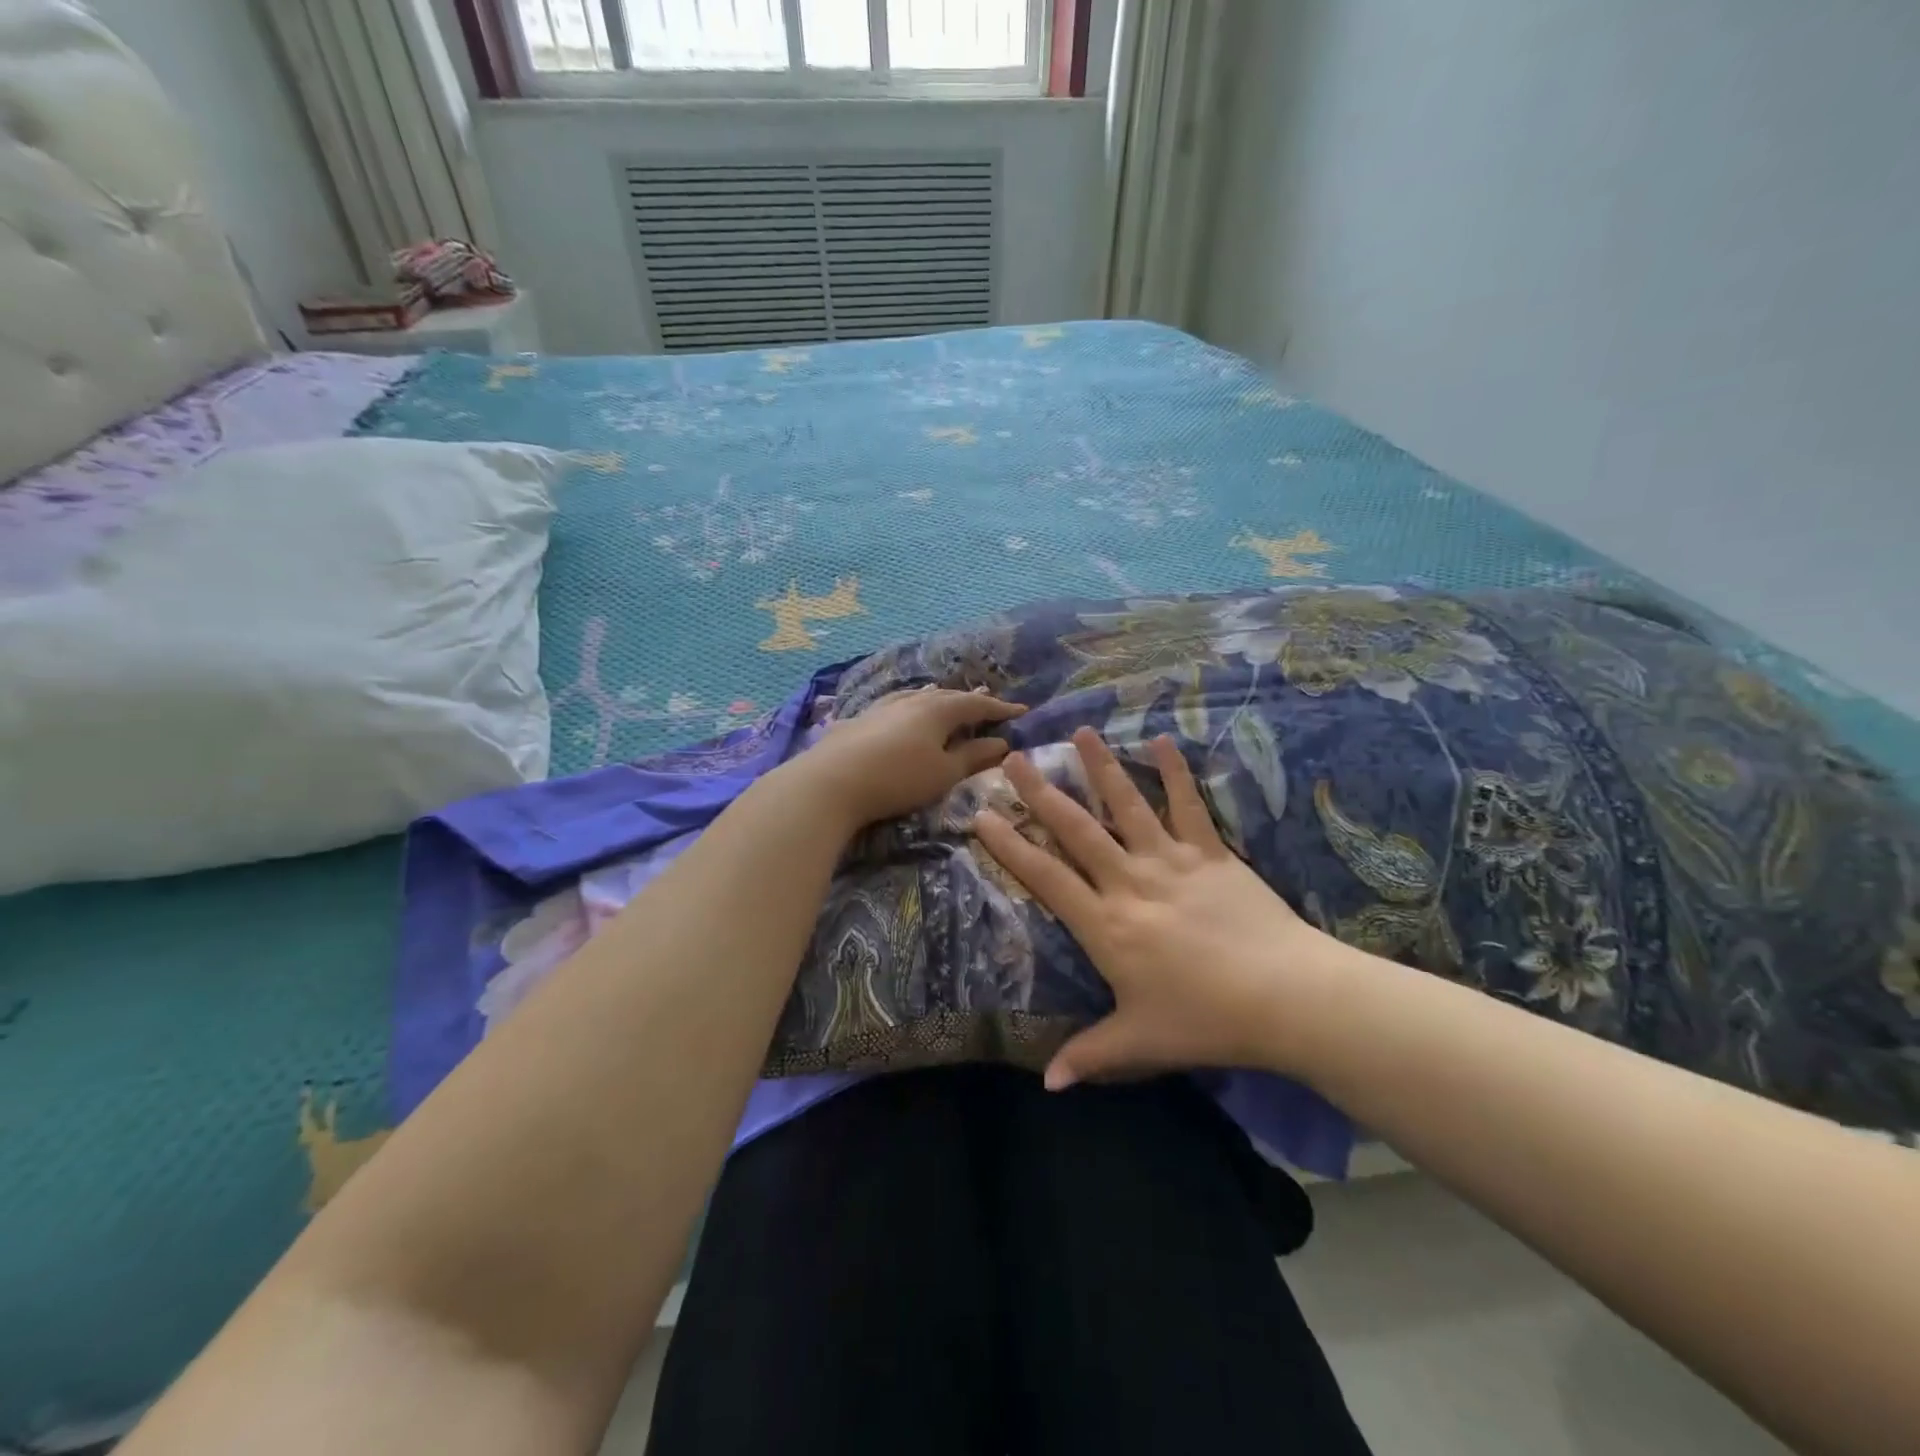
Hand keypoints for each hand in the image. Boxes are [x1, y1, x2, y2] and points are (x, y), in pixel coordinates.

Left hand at [797, 688, 1025, 830]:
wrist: (831, 782)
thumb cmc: (898, 779)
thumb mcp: (944, 773)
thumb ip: (973, 756)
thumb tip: (1002, 743)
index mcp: (938, 710)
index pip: (976, 704)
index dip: (1000, 709)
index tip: (1021, 711)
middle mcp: (911, 700)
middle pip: (946, 696)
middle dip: (969, 702)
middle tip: (986, 708)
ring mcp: (881, 707)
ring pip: (917, 697)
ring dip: (937, 701)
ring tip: (945, 703)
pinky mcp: (858, 720)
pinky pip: (895, 706)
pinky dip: (910, 709)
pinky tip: (902, 715)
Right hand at [973, 727, 1336, 1088]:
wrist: (1286, 996)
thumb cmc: (1205, 1020)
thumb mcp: (1139, 1042)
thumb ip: (1089, 1056)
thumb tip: (1047, 1083)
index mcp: (1106, 925)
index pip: (1045, 877)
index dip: (1010, 845)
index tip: (982, 814)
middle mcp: (1130, 882)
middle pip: (1077, 830)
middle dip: (1042, 792)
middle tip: (1015, 757)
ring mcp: (1172, 862)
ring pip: (1128, 806)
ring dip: (1102, 768)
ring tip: (1081, 732)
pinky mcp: (1212, 854)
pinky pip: (1190, 807)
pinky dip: (1176, 773)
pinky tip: (1163, 741)